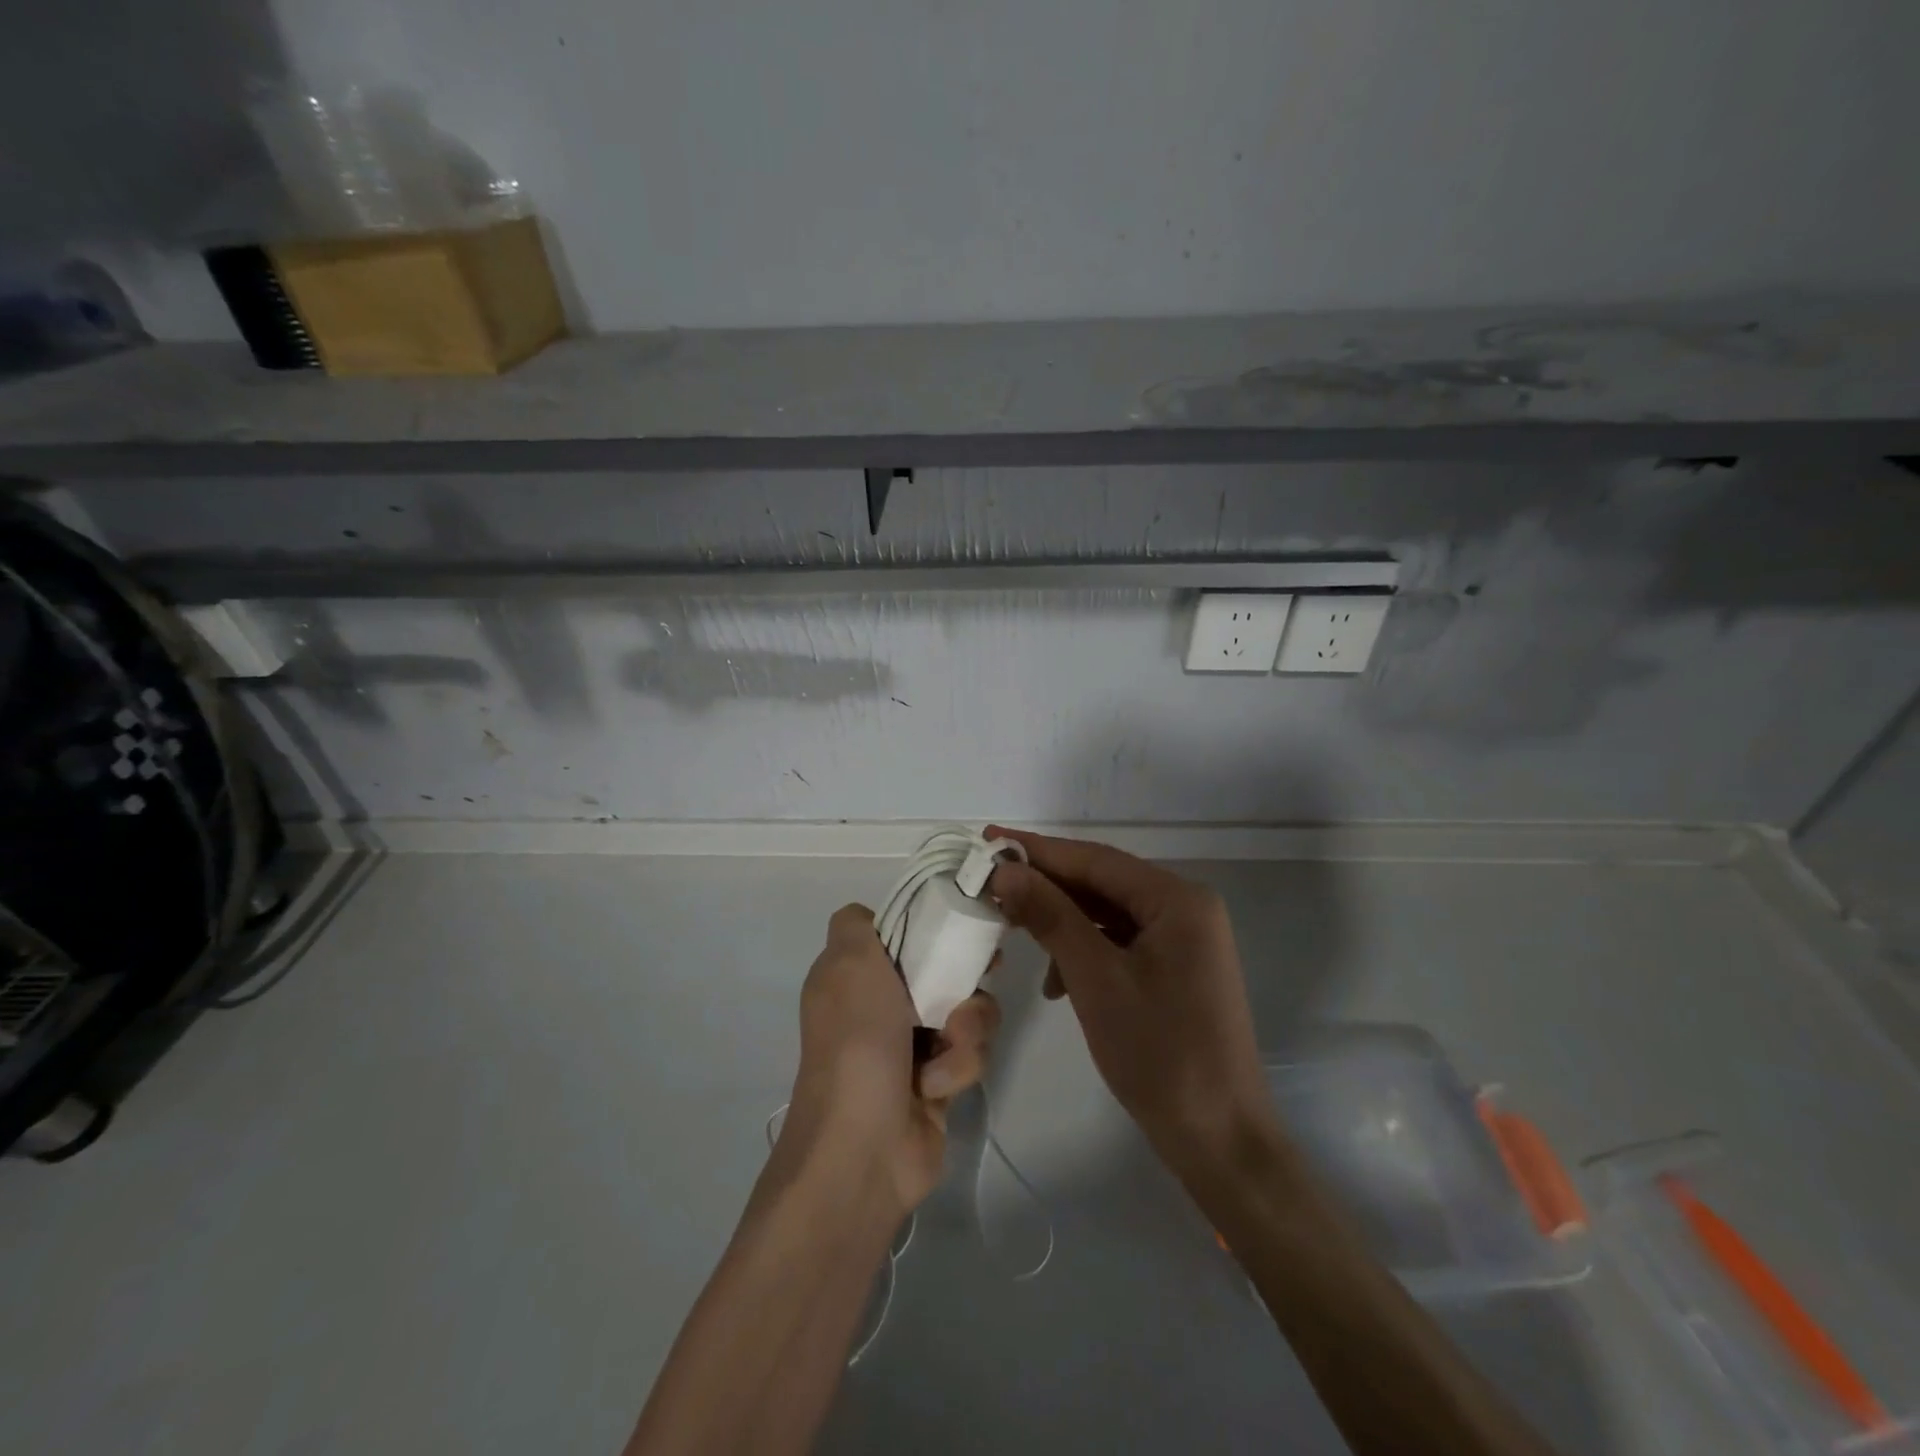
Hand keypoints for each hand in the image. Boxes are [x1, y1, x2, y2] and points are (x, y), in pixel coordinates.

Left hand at [783, 904, 999, 1214]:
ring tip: (946, 1047)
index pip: (902, 932)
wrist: (863, 1145)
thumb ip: (857, 925)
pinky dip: (958, 1065)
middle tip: (985, 973)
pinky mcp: (939, 1080)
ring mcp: (911, 1044)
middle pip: (944, 967)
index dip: (931, 925)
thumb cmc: (857, 1041)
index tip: (959, 923)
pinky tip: (936, 1086)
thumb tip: (871, 917)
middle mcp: (882, 1004)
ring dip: (966, 1026)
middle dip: (965, 975)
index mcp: (855, 974)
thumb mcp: (848, 964)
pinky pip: (971, 1052)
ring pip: (967, 1009)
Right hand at [986, 827, 1276, 1177]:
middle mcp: (1186, 908)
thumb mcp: (1095, 979)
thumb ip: (1050, 916)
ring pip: (1108, 913)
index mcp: (1178, 899)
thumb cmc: (1159, 1053)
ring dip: (1062, 922)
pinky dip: (1085, 952)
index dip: (1039, 850)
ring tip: (1015, 931)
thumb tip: (1005, 871)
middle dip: (1047, 886)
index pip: (1096, 859)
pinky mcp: (1176, 970)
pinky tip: (1057, 981)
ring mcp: (1184, 940)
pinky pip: (1120, 942)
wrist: (1220, 1141)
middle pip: (1103, 883)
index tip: (988, 840)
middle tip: (991, 884)